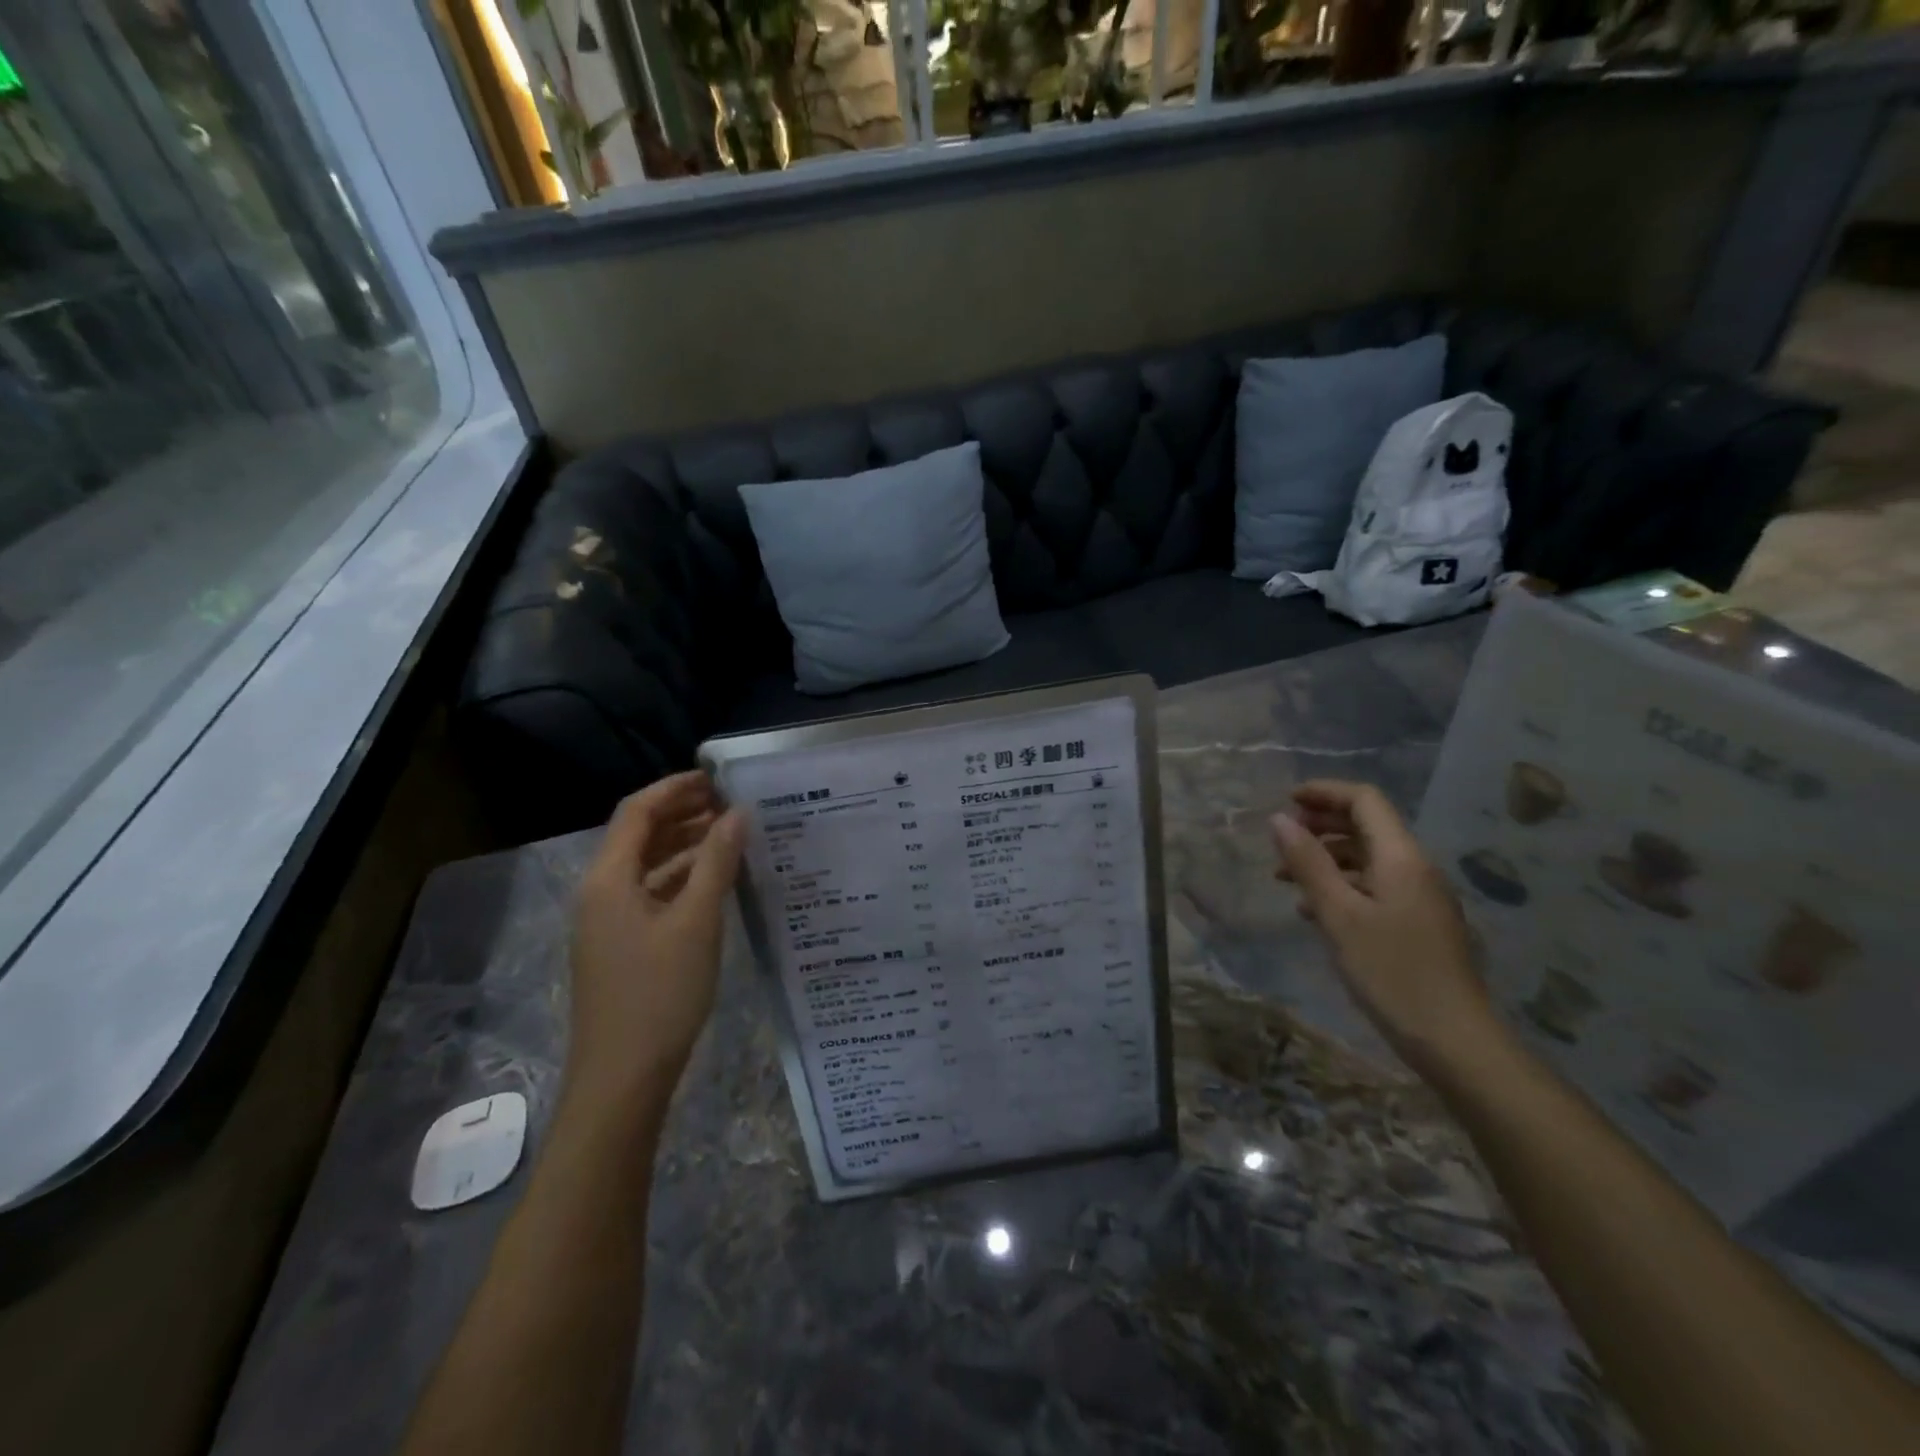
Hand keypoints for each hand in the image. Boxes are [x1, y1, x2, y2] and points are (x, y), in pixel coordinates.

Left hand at [565, 772, 743, 1109]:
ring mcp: (608, 921)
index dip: (676, 788)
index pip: (637, 811)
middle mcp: (601, 892)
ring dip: (686, 845)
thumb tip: (738, 813)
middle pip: (639, 836)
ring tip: (733, 835)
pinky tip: (717, 881)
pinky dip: (683, 878)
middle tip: (733, 803)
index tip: (719, 778)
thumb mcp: (696, 922)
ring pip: (648, 866)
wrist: (623, 1078)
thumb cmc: (659, 994)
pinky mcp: (622, 945)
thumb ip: (717, 862)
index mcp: (608, 879)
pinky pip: (652, 894)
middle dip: (684, 814)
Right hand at [1270, 780, 1501, 1081]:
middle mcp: (1416, 868)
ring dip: (1326, 858)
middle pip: (1367, 826)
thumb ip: (1308, 863)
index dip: (1324, 792)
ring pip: (1368, 859)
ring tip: (1285, 879)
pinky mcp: (1418, 924)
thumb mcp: (1338, 915)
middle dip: (1321, 824)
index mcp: (1401, 857)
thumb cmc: (1391, 972)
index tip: (1285, 801)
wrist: (1455, 1041)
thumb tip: (1279, 819)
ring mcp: (1420, 898)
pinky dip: (1341, 886)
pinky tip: (1314, 912)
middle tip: (1281, 839)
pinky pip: (1375, 887)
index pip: (1365, 800)